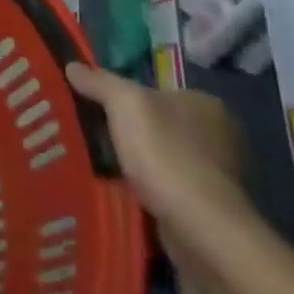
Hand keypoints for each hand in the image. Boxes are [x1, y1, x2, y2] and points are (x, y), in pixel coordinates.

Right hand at [65, 61, 250, 265]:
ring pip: (165, 156)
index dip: (124, 98)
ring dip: (140, 163)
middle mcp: (220, 133)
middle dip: (131, 132)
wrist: (202, 228)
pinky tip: (128, 192)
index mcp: (205, 102)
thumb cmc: (166, 154)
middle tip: (93, 138)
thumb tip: (73, 66)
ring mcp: (220, 173)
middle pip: (159, 123)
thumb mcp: (124, 104)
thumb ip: (99, 82)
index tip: (95, 110)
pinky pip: (171, 186)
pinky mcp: (214, 207)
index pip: (156, 90)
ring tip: (103, 168)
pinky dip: (151, 188)